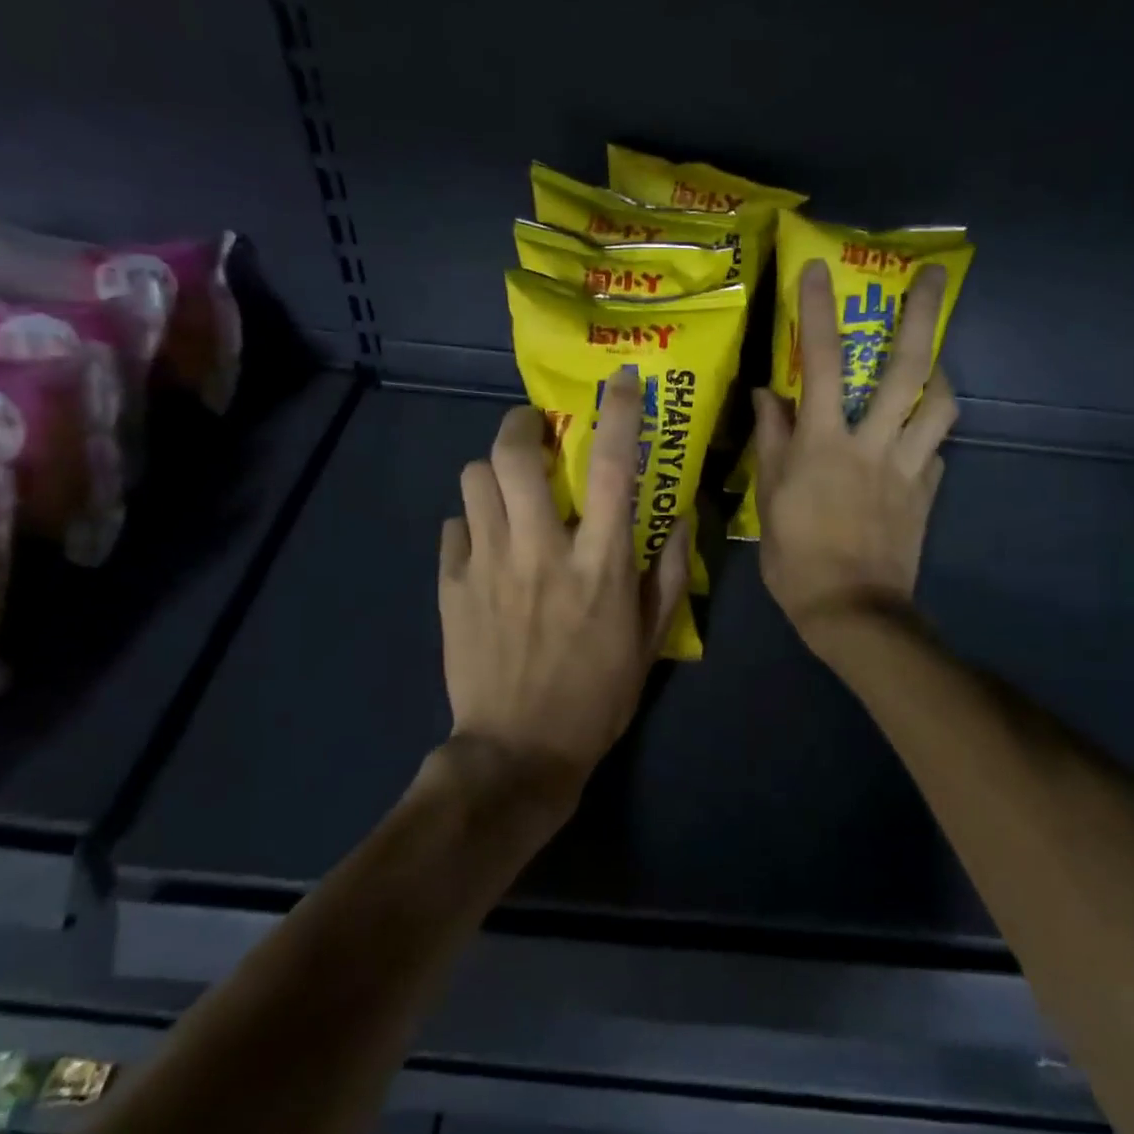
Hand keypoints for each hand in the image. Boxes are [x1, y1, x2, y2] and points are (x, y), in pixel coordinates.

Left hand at [439, 369, 688, 804]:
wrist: (518, 753)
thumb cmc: (596, 699)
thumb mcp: (650, 643)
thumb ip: (668, 575)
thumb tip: (681, 520)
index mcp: (599, 564)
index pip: (614, 467)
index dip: (619, 413)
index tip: (620, 381)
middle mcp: (541, 550)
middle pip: (516, 455)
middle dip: (523, 427)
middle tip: (536, 435)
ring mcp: (488, 566)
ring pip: (474, 480)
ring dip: (494, 474)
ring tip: (508, 490)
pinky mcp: (452, 587)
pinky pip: (453, 528)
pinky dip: (471, 524)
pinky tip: (484, 544)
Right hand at [752, 260, 955, 656]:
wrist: (852, 612)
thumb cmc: (796, 560)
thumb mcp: (768, 501)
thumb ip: (772, 443)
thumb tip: (769, 395)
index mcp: (824, 445)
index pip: (822, 365)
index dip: (819, 313)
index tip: (817, 270)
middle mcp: (872, 445)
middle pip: (906, 370)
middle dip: (922, 317)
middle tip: (935, 275)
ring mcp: (907, 468)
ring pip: (939, 407)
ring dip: (939, 375)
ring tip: (933, 363)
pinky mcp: (926, 493)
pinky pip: (935, 453)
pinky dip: (927, 438)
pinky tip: (916, 441)